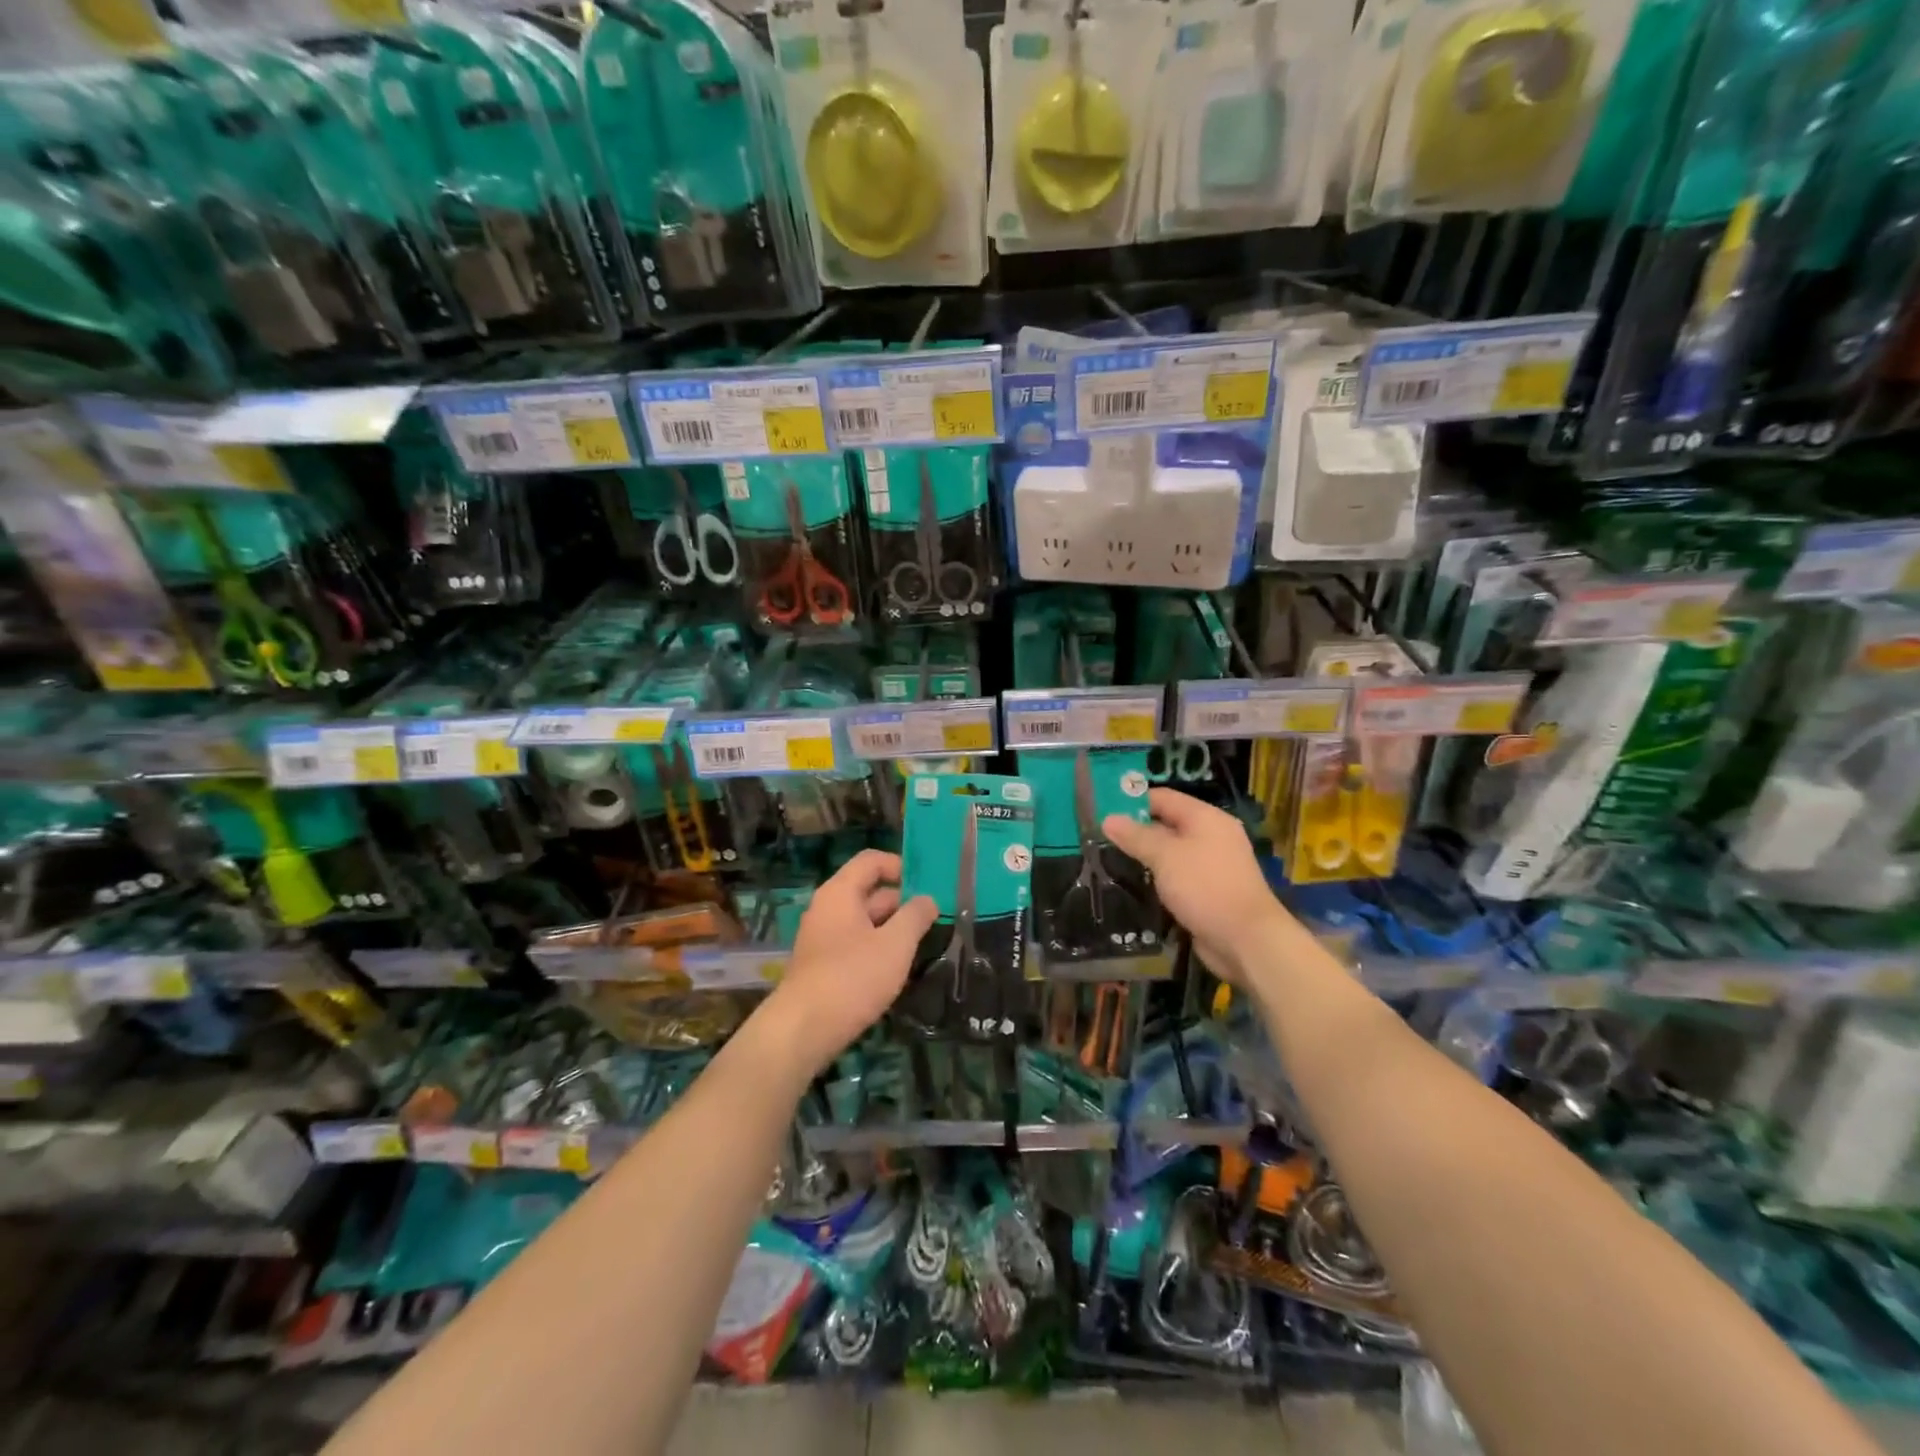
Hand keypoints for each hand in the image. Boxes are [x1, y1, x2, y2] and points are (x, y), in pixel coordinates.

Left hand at [762, 849, 936, 1072]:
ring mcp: (822, 937)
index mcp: (840, 892)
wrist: (804, 1029)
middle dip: (902, 902)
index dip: (900, 866)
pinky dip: (877, 949)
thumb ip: (915, 916)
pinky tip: (896, 969)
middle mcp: (827, 908)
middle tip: (934, 919)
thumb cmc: (853, 977)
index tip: (927, 884)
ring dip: (892, 928)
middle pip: (869, 891)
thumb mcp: (896, 944)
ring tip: (922, 944)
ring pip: (864, 921)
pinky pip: (855, 944)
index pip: (871, 861)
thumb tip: (928, 899)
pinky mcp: (822, 965)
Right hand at [1103, 788, 1290, 983]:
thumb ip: (1136, 836)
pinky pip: (1177, 874)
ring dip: (1144, 855)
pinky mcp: (1208, 890)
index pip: (1163, 798)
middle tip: (1099, 836)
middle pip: (1166, 823)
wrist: (1246, 940)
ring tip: (1108, 858)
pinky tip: (1134, 882)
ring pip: (1170, 851)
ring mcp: (1211, 864)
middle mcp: (1211, 835)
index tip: (1101, 809)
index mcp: (1205, 818)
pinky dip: (1158, 876)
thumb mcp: (1165, 857)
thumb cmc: (1205, 887)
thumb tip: (1108, 819)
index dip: (1132, 800)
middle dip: (1135, 829)